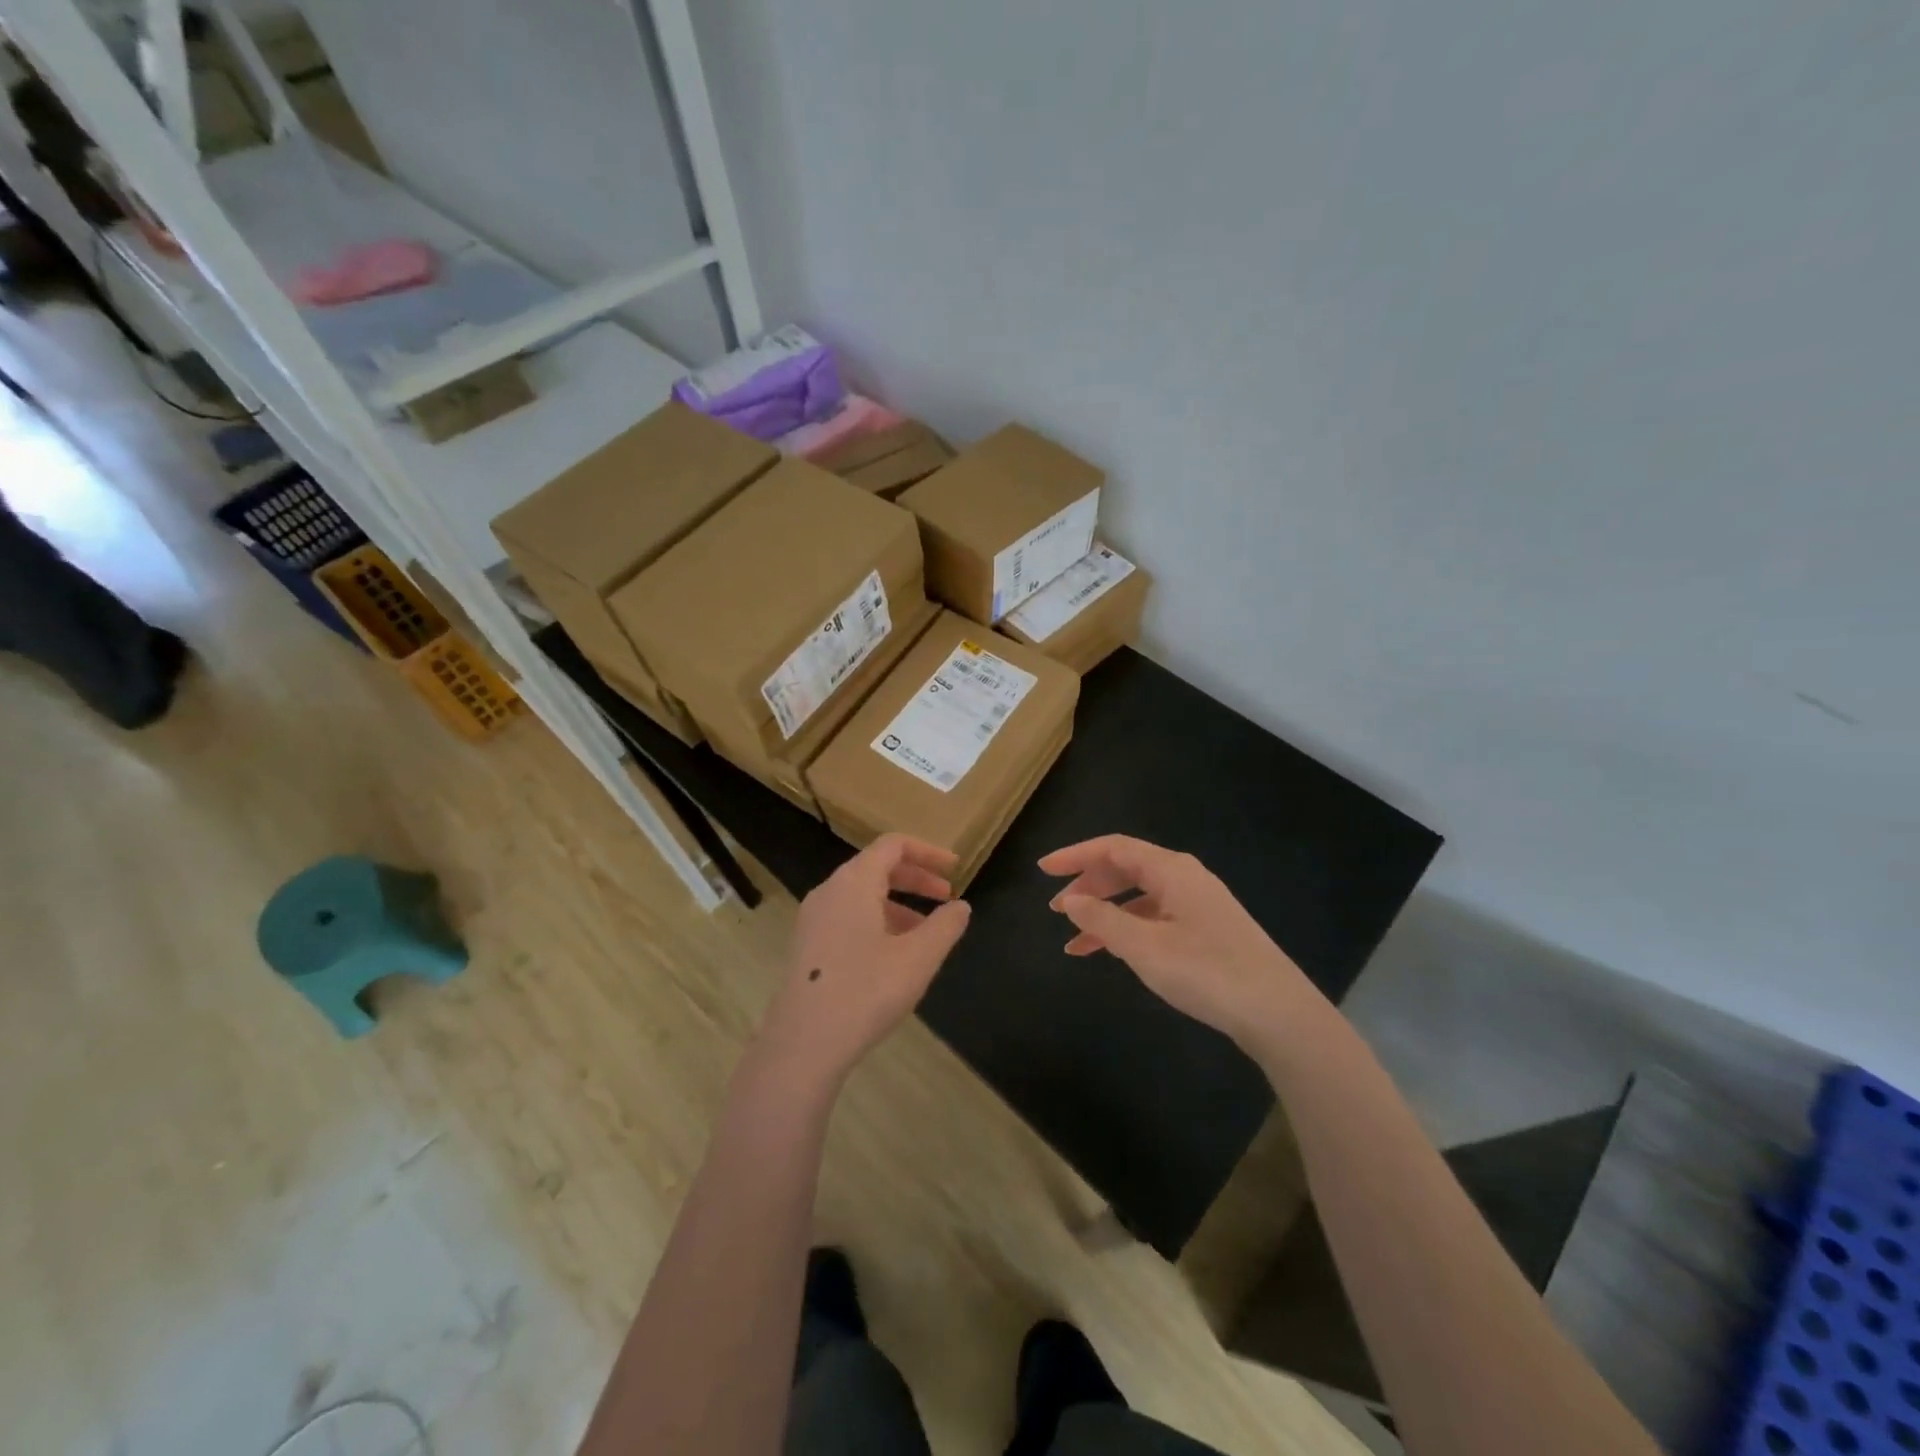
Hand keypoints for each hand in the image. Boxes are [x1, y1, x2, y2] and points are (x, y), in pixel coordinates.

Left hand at [754, 834, 972, 1088]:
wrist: (803, 1043)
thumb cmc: (866, 991)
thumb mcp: (919, 958)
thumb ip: (945, 926)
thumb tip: (961, 906)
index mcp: (854, 881)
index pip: (893, 845)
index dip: (928, 852)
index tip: (955, 869)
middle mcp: (829, 890)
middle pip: (877, 867)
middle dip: (916, 878)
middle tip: (947, 898)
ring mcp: (813, 918)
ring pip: (862, 895)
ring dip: (898, 904)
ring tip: (926, 932)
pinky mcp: (807, 945)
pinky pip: (848, 917)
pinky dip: (877, 921)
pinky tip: (894, 955)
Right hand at [1039, 835, 1326, 1052]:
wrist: (1279, 1013)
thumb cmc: (1207, 971)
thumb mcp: (1145, 947)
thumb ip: (1103, 919)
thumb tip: (1070, 900)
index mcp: (1171, 870)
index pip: (1113, 848)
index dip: (1075, 855)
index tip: (1042, 870)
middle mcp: (1185, 878)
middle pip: (1126, 869)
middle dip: (1088, 886)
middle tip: (1057, 910)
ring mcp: (1198, 904)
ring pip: (1139, 897)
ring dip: (1105, 913)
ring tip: (1074, 941)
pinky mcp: (1207, 930)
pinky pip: (1155, 917)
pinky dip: (1128, 930)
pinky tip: (1113, 952)